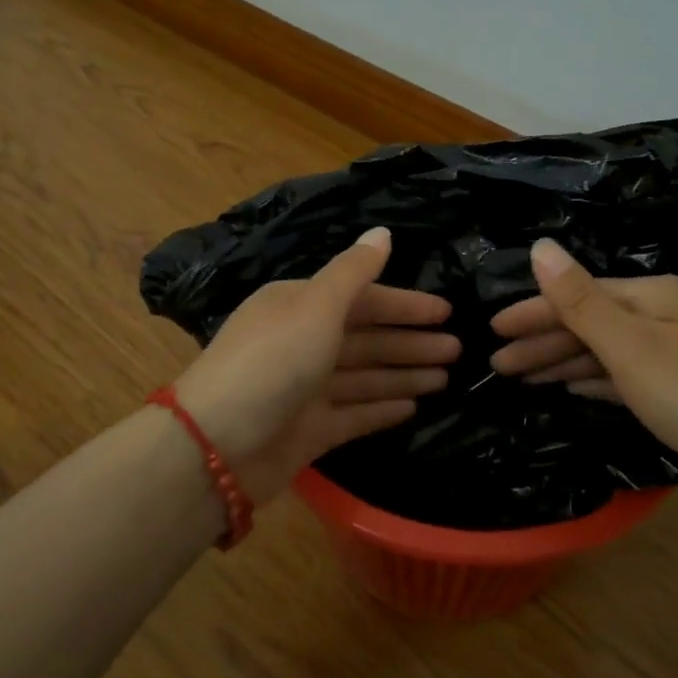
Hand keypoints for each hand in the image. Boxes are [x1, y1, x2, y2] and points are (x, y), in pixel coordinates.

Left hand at [174, 228, 458, 501]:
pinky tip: (414, 407)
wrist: (219, 444)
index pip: (362, 299)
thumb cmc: (273, 362)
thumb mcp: (316, 306)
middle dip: (411, 342)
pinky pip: (354, 414)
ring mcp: (305, 389)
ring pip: (365, 376)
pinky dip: (382, 408)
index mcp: (299, 306)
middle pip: (367, 338)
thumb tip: (383, 232)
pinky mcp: (309, 431)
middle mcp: (302, 343)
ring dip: (404, 374)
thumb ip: (354, 272)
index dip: (404, 304)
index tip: (445, 311)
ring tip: (447, 377)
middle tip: (458, 348)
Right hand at [489, 239, 677, 482]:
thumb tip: (539, 245)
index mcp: (648, 296)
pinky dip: (593, 378)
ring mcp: (673, 350)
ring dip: (562, 361)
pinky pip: (622, 373)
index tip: (491, 331)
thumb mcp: (629, 348)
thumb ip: (580, 301)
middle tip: (497, 363)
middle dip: (541, 341)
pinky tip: (572, 386)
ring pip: (603, 350)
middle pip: (588, 321)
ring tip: (522, 377)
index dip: (531, 312)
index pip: (575, 296)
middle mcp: (661, 314)